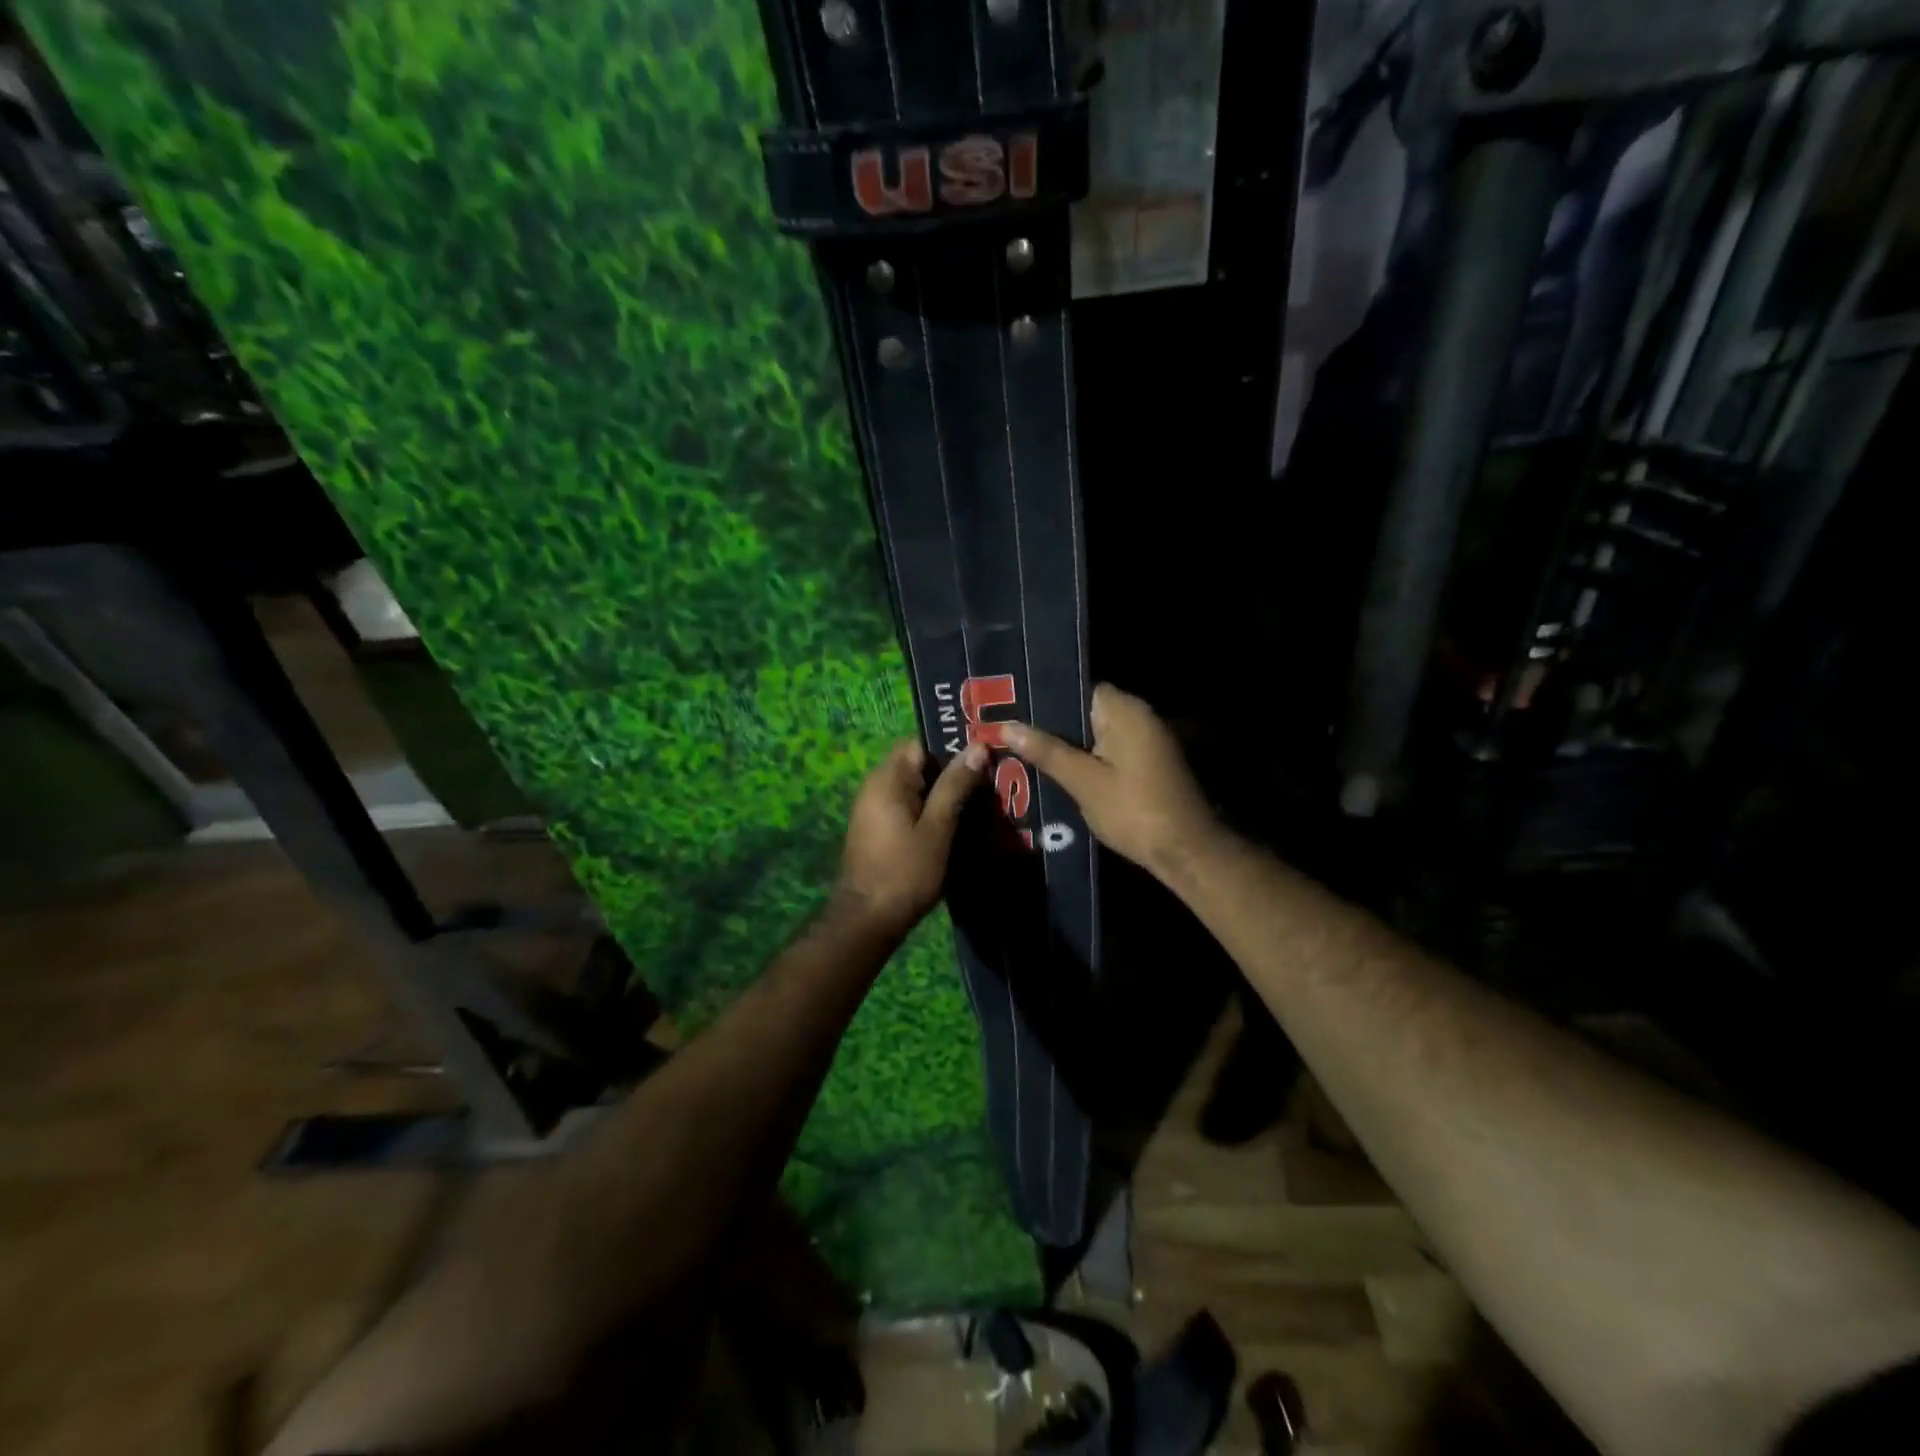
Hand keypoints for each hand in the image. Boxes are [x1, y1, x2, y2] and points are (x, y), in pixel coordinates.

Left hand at [835, 738, 987, 937]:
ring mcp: (874, 807)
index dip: (952, 746)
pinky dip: (931, 808)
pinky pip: (908, 804)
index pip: (921, 743)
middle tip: (989, 779)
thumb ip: (955, 786)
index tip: (983, 756)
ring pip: (915, 786)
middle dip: (952, 770)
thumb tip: (977, 746)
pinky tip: (957, 821)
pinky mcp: (878, 827)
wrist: (867, 920)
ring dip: (944, 792)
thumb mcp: (937, 828)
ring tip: (980, 800)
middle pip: (918, 763)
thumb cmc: (905, 872)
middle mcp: (876, 786)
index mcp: (887, 779)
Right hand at [1002, 684, 1222, 881]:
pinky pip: (1111, 749)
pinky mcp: (1150, 762)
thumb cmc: (1133, 810)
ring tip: (1027, 752)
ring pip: (1097, 732)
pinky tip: (1060, 772)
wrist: (1185, 851)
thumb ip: (1046, 751)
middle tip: (1013, 734)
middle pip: (1087, 710)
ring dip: (1069, 744)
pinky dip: (1088, 757)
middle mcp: (1140, 716)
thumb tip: (1006, 725)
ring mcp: (1148, 739)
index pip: (1079, 688)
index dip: (1046, 699)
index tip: (1014, 711)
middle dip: (1053, 725)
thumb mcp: (1083, 782)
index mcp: (1125, 710)